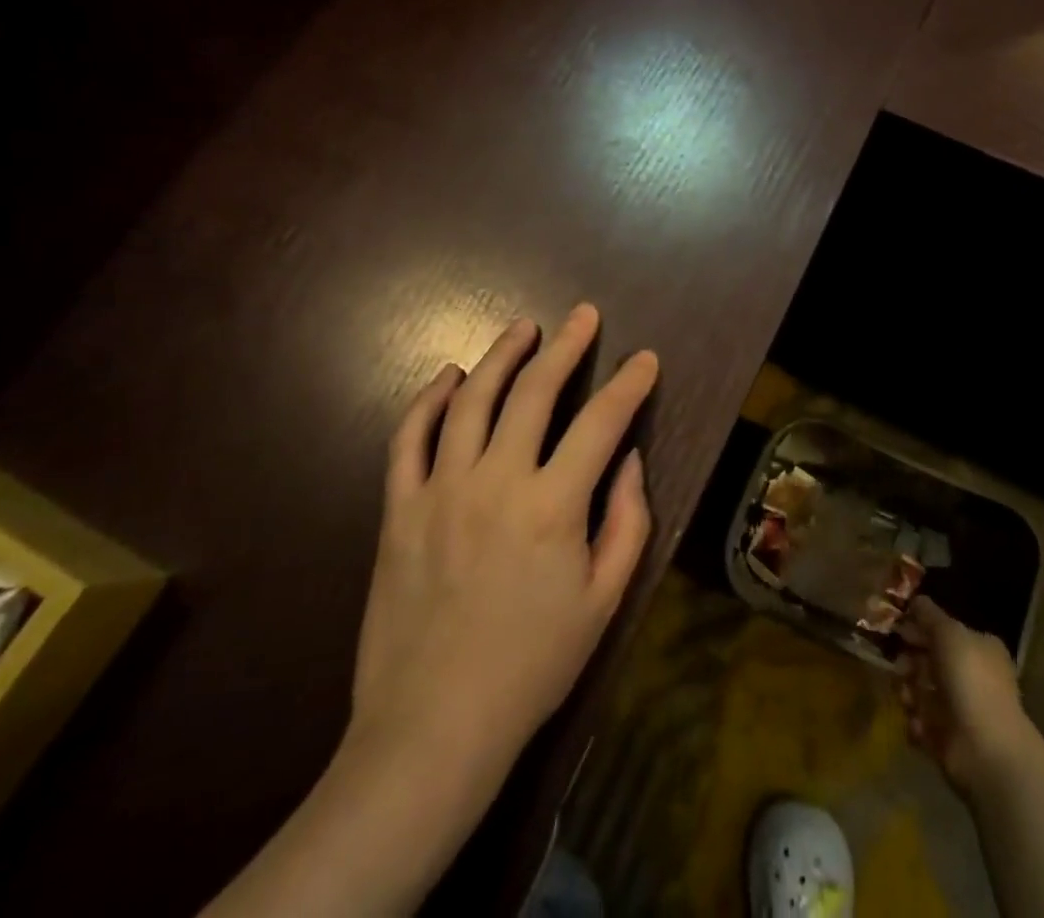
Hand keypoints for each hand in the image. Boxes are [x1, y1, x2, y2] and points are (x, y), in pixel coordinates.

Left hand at [345, 303, 655, 782]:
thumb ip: (626, 521)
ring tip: (522, 329)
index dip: (629, 385)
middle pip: (534, 393)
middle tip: (583, 315)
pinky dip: (428, 400)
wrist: (433, 727)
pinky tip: (447, 377)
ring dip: (500, 356)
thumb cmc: (532, 666)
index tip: (645, 358)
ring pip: (471, 400)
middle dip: (566, 347)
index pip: (601, 423)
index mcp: (552, 506)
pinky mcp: (398, 509)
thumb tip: (628, 459)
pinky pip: (409, 439)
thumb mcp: (604, 600)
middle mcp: (496, 481)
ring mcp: (441, 490)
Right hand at [895, 597, 1037, 798]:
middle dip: (909, 661)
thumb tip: (916, 600)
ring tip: (907, 697)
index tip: (899, 629)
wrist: (986, 749)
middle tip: (899, 666)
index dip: (921, 628)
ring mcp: (960, 709)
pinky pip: (921, 720)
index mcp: (980, 649)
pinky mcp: (947, 738)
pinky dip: (915, 720)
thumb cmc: (971, 680)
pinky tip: (919, 722)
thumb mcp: (948, 633)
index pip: (945, 631)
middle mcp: (972, 676)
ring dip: (908, 690)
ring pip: (921, 689)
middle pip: (930, 660)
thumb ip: (929, 615)